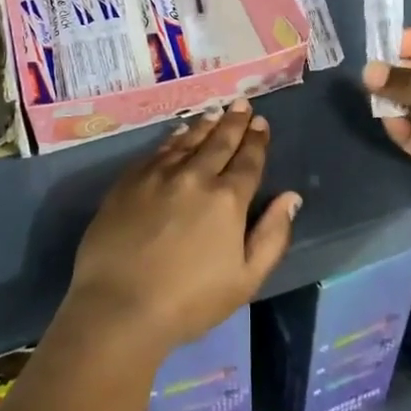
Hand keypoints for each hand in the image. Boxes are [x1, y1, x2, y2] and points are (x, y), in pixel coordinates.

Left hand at [65, 100, 299, 356]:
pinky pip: (158, 150)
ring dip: (205, 125)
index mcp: (227, 199)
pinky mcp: (129, 180)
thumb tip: (291, 197)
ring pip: (188, 140)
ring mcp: (159, 174)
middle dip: (234, 122)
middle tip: (242, 104)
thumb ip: (272, 236)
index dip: (257, 141)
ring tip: (216, 112)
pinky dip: (174, 138)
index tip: (261, 123)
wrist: (119, 306)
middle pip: (219, 142)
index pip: (248, 161)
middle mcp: (195, 176)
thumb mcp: (245, 279)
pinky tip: (179, 134)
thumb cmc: (189, 302)